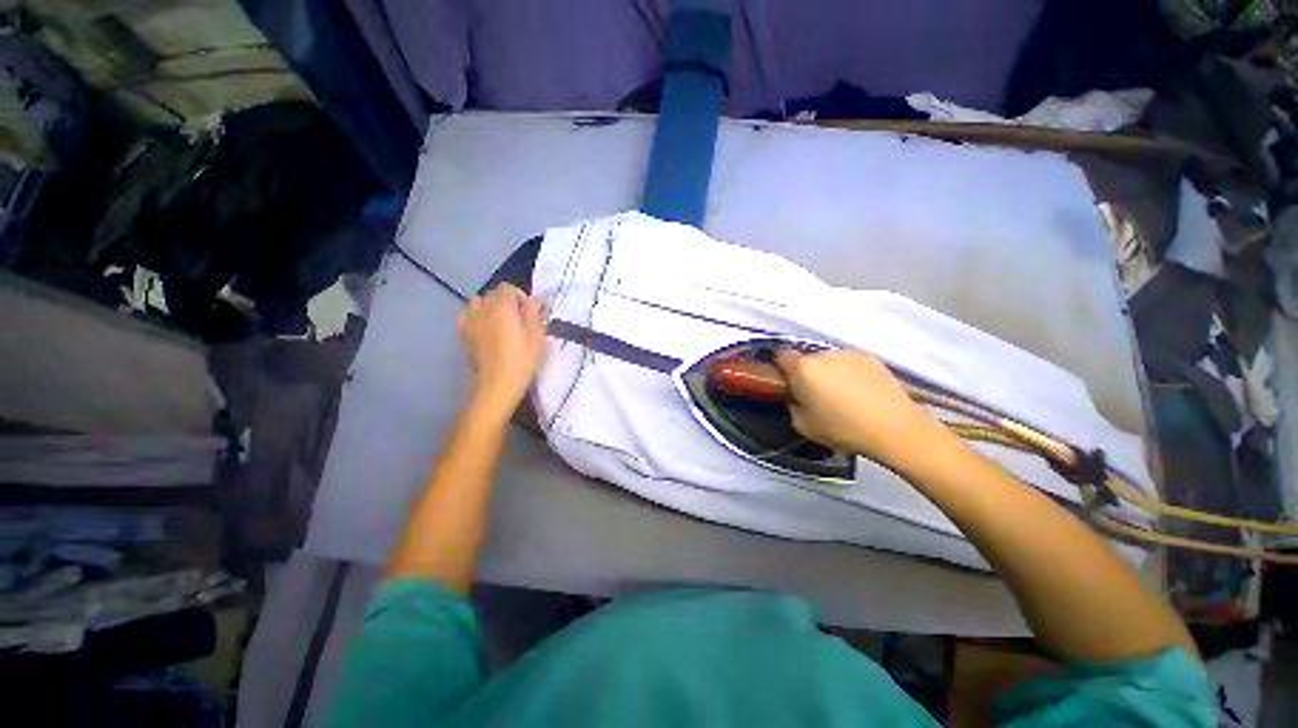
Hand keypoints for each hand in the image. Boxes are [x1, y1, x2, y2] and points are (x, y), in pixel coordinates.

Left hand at [456, 284, 545, 417]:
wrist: (498, 384)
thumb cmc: (522, 360)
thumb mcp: (537, 337)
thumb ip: (535, 314)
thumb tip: (537, 300)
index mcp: (502, 307)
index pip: (508, 288)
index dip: (521, 297)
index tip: (530, 313)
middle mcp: (483, 309)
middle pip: (493, 294)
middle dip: (506, 301)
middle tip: (519, 319)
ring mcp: (470, 321)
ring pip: (477, 302)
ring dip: (489, 307)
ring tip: (500, 322)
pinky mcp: (463, 334)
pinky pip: (466, 315)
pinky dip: (475, 316)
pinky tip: (484, 329)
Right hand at [774, 349, 941, 468]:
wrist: (895, 429)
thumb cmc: (842, 429)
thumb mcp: (803, 425)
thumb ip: (792, 406)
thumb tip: (797, 398)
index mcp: (803, 368)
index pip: (781, 356)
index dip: (781, 369)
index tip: (787, 384)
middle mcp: (824, 354)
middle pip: (807, 359)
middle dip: (807, 373)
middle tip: (816, 395)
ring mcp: (849, 354)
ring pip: (829, 361)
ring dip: (829, 372)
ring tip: (842, 395)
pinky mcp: (872, 358)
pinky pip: (850, 363)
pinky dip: (849, 373)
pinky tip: (861, 393)